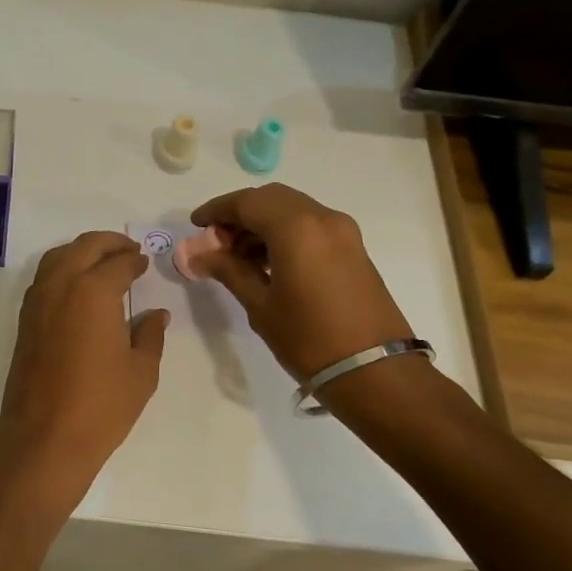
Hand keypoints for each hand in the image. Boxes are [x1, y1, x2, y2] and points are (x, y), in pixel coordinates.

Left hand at [0, 231, 168, 483]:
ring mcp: (37, 302)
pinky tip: (78, 288)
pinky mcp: (24, 322)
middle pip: (84, 247)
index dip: (135, 261)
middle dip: (108, 244)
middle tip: (128, 250)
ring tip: (103, 263)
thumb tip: (156, 314)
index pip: (118, 263)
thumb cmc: (102, 406)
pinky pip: (44, 279)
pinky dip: (62, 270)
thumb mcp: (141, 371)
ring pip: (57, 258)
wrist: (46, 439)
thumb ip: (150, 335)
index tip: (145, 262)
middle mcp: (61, 286)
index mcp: (93, 291)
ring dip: (81, 252)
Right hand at [189, 184, 411, 382]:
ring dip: (262, 224)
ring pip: (292, 210)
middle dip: (240, 214)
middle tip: (216, 241)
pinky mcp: (353, 248)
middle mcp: (322, 218)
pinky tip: (267, 262)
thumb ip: (228, 271)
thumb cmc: (309, 339)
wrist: (375, 371)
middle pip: (271, 199)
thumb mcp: (261, 305)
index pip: (247, 202)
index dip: (217, 210)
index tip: (195, 224)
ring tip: (237, 257)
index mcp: (296, 228)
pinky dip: (284, 233)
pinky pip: (310, 226)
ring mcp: (343, 232)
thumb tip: (197, 254)